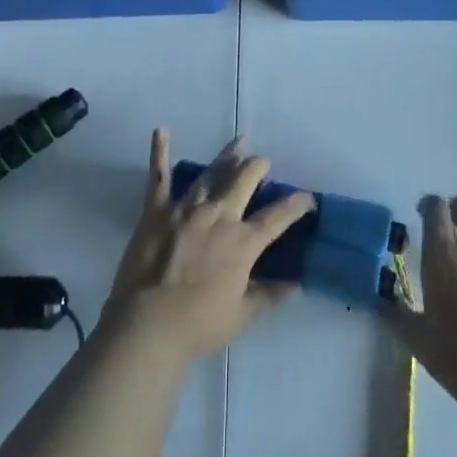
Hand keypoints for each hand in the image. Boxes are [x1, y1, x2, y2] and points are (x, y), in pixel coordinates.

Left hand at [104, 131, 315, 361]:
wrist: (148, 324)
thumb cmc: (199, 324)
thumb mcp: (242, 315)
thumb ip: (268, 296)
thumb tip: (295, 285)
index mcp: (243, 242)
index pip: (277, 217)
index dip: (296, 205)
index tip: (308, 198)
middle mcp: (219, 216)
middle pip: (244, 180)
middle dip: (258, 167)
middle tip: (263, 161)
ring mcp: (186, 209)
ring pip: (211, 173)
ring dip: (227, 156)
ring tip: (238, 142)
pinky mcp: (157, 210)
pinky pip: (158, 177)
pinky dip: (159, 153)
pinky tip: (161, 131)